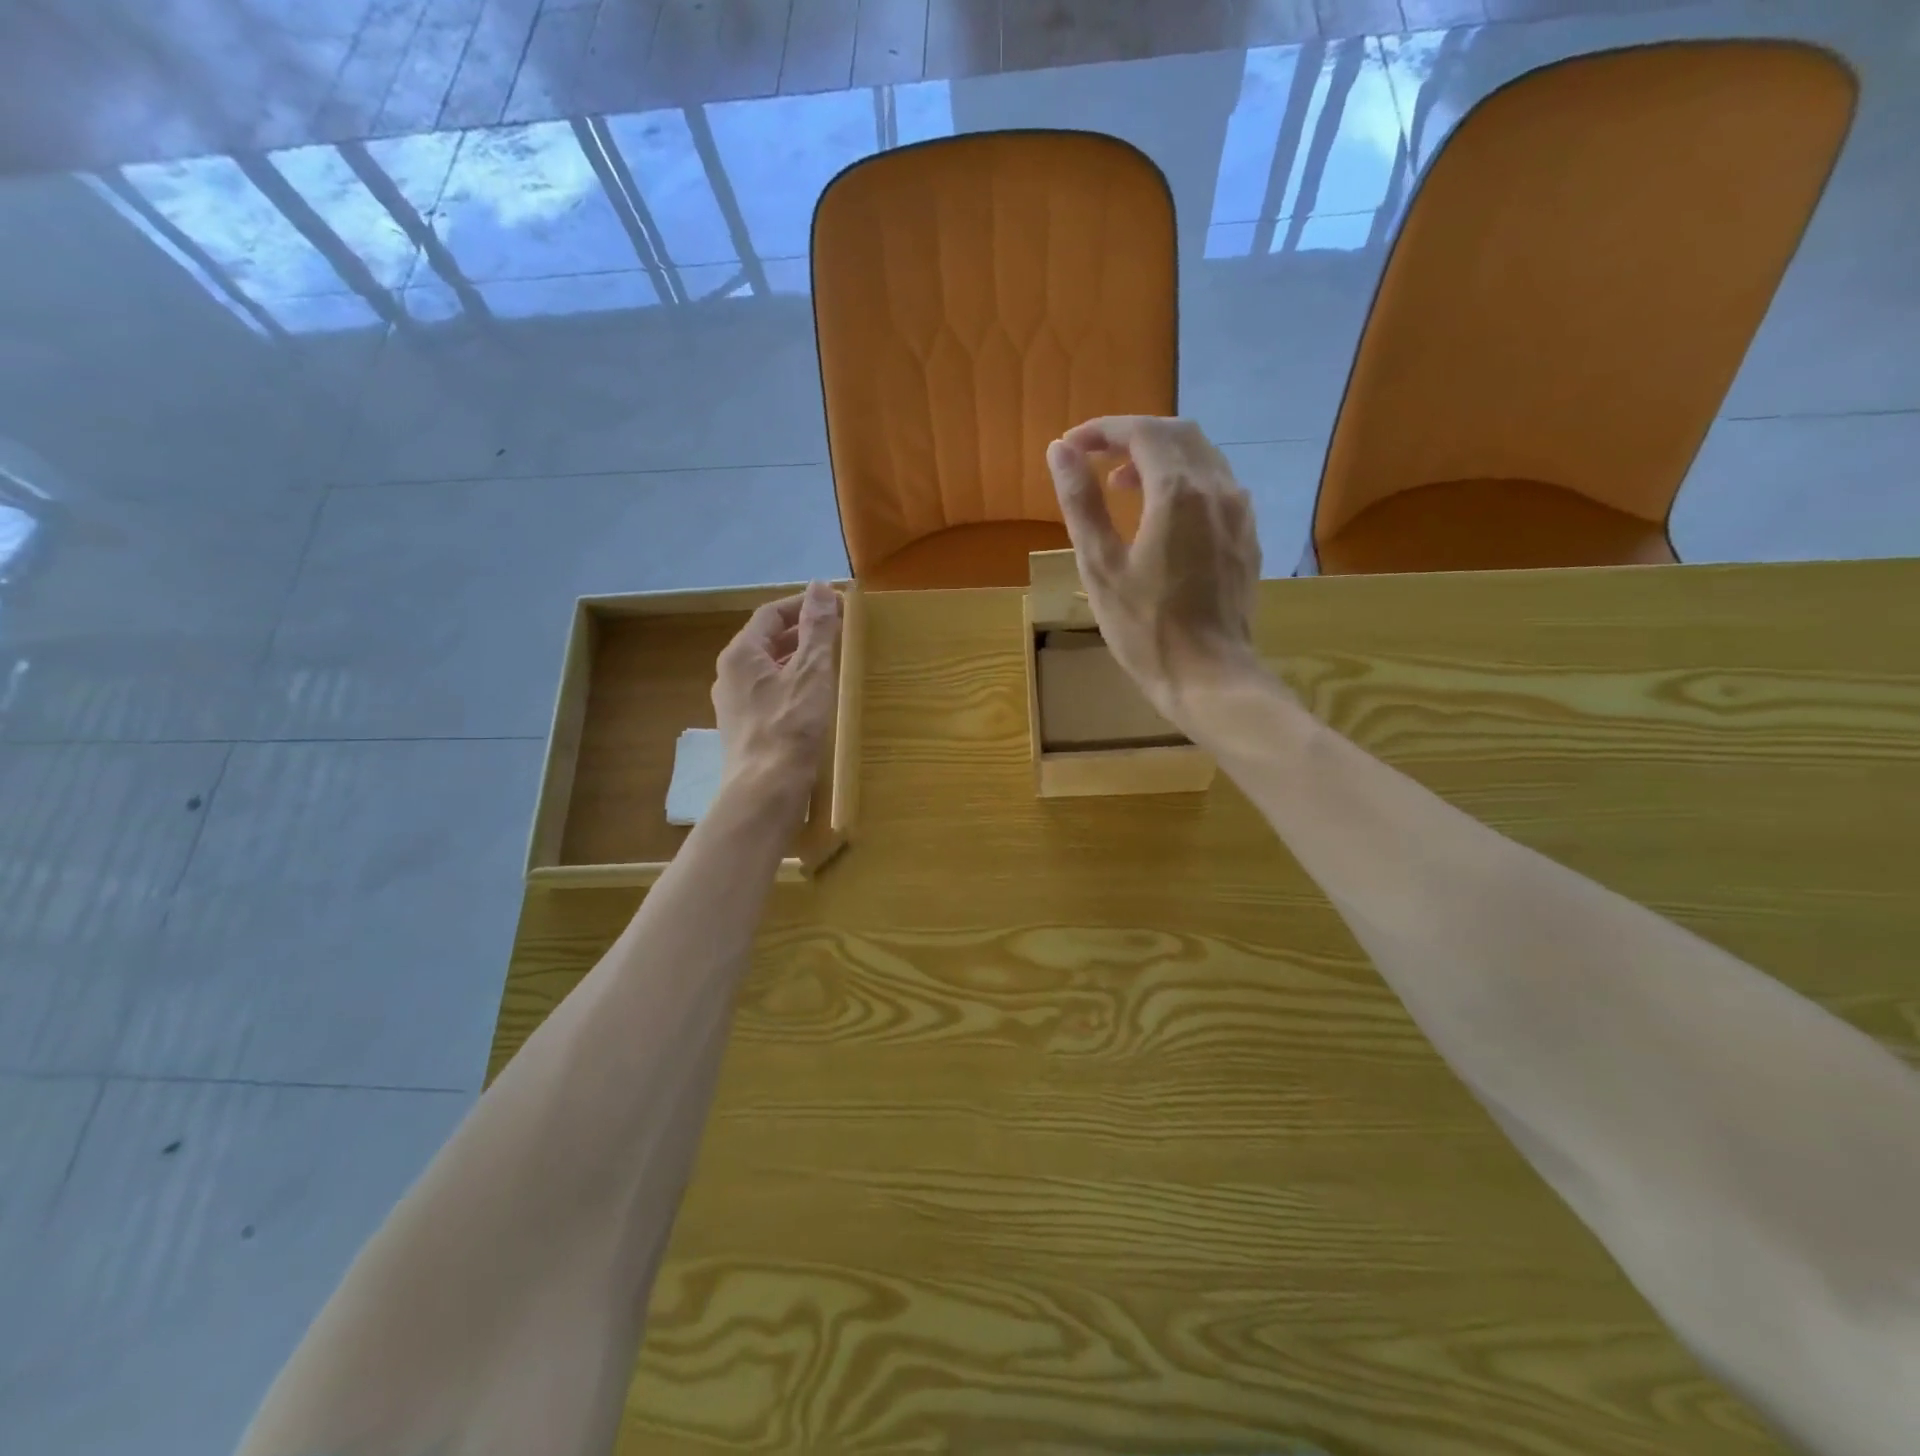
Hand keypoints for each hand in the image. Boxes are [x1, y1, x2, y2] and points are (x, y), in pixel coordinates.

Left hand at [712, 581, 841, 797]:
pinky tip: (812, 699)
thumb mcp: (811, 671)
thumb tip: (820, 586)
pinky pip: (768, 693)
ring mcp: (733, 704)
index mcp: (741, 654)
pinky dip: (791, 685)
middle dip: (801, 632)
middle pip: (766, 641)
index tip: (833, 604)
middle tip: (836, 632)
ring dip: (797, 660)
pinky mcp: (744, 729)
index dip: (802, 605)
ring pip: (767, 669)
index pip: (771, 615)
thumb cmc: (790, 726)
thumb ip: (818, 628)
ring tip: (829, 662)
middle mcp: (729, 675)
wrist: (765, 790)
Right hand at [1046, 416, 1263, 731]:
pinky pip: (1217, 484)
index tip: (1071, 447)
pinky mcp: (1247, 535)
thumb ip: (1081, 502)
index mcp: (1177, 491)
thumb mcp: (1100, 566)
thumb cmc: (1145, 628)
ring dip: (1159, 456)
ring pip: (1202, 456)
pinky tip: (1162, 515)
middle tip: (1094, 462)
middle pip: (1177, 433)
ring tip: (1123, 486)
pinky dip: (1184, 480)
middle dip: (1132, 437)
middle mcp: (1217, 488)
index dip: (1103, 430)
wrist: (1209, 675)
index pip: (1141, 432)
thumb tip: (1060, 451)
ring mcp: (1239, 511)